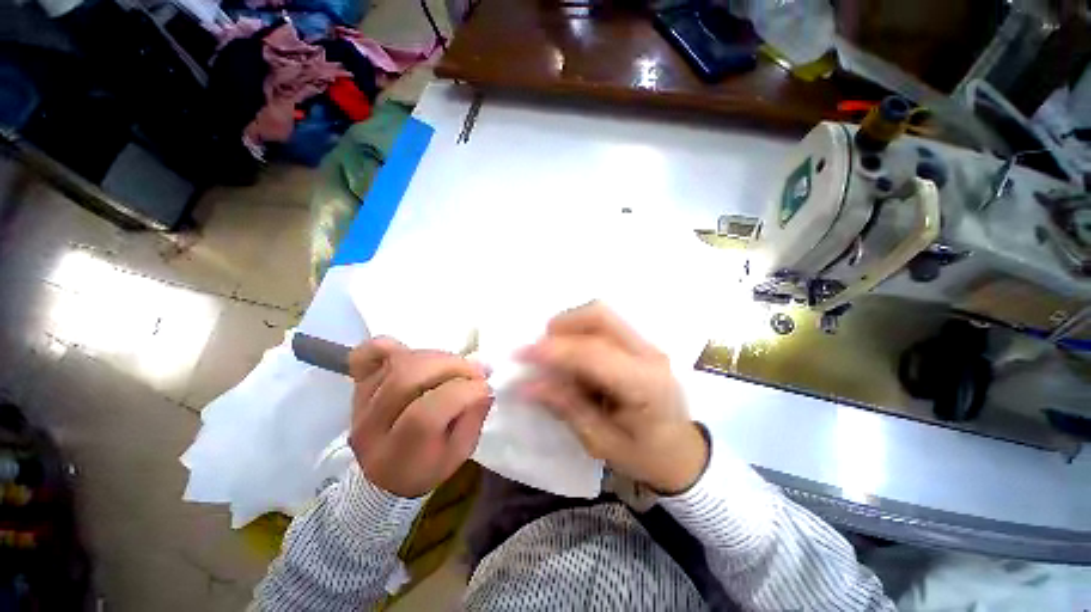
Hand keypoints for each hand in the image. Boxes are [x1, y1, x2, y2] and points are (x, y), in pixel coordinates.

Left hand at [348, 338, 492, 497]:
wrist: (385, 473)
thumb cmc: (428, 465)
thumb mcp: (459, 452)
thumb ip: (473, 417)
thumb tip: (482, 383)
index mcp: (397, 456)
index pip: (424, 415)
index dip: (462, 393)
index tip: (484, 387)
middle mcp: (370, 429)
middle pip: (406, 379)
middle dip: (451, 367)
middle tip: (473, 372)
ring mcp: (359, 402)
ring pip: (398, 362)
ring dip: (436, 357)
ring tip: (454, 366)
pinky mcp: (357, 384)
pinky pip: (366, 353)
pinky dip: (391, 346)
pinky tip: (412, 354)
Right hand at [517, 302, 708, 494]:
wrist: (685, 452)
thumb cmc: (646, 456)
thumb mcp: (602, 443)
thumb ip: (566, 407)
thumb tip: (528, 384)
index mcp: (645, 385)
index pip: (594, 353)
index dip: (554, 350)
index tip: (521, 354)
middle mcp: (649, 353)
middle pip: (600, 315)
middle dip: (562, 325)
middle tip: (540, 350)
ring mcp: (647, 344)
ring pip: (601, 314)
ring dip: (570, 327)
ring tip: (555, 354)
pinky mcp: (640, 342)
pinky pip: (604, 324)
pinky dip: (580, 332)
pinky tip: (573, 356)